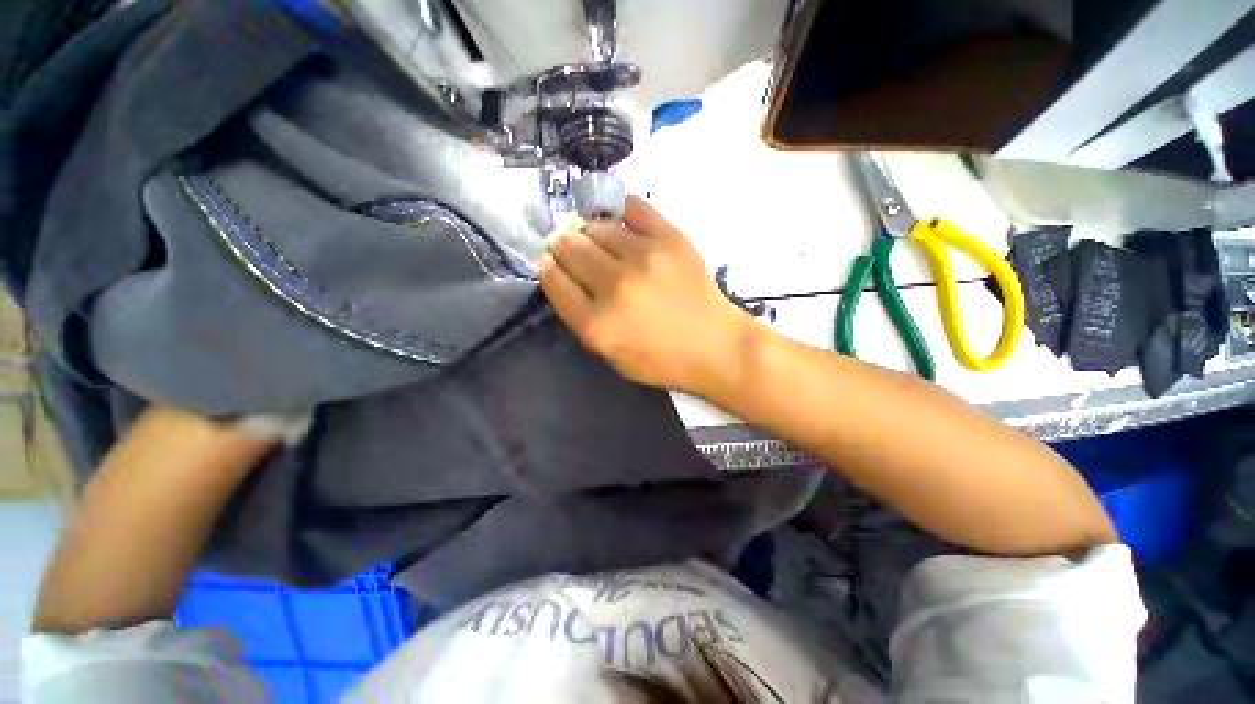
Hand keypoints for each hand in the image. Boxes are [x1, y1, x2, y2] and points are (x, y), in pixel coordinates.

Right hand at [538, 196, 753, 394]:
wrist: (714, 345)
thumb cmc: (661, 359)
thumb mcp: (610, 355)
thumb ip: (581, 318)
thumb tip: (563, 274)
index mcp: (597, 323)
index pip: (552, 278)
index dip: (547, 266)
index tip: (552, 263)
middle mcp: (615, 285)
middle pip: (568, 245)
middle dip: (562, 244)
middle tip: (571, 247)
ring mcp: (644, 257)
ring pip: (596, 225)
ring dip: (588, 230)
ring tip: (597, 239)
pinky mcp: (670, 239)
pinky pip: (633, 208)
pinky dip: (620, 212)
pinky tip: (622, 224)